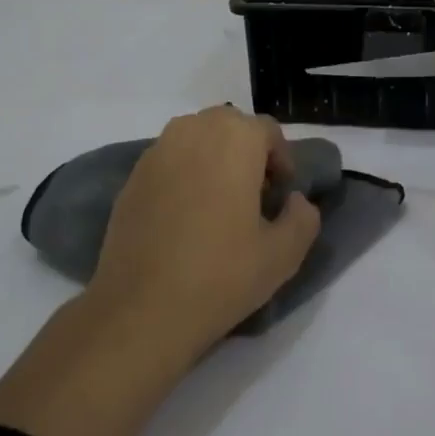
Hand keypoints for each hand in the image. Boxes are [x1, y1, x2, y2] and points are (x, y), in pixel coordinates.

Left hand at [86, 106, 321, 359]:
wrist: (141, 309)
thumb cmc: (220, 275)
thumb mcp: (284, 254)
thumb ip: (303, 218)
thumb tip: (295, 200)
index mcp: (234, 140)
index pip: (267, 130)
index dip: (281, 160)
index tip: (281, 195)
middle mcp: (192, 132)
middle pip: (229, 126)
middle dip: (247, 152)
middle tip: (254, 195)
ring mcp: (156, 153)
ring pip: (196, 138)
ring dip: (213, 158)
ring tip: (219, 204)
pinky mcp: (131, 178)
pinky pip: (169, 160)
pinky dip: (184, 174)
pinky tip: (185, 217)